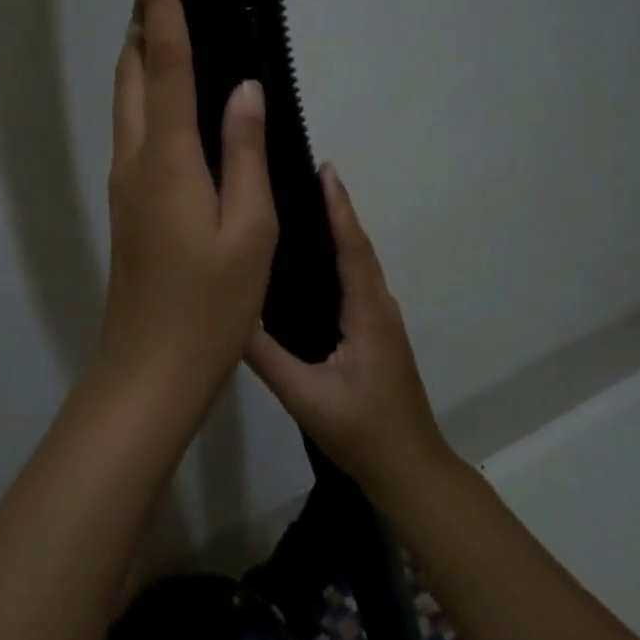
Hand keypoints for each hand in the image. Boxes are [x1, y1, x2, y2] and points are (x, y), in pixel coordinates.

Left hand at [89, 0, 278, 414]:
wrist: (150, 369)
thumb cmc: (211, 306)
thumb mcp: (249, 230)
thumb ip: (245, 153)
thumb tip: (244, 89)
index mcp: (166, 158)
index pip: (161, 61)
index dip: (158, 3)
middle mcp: (134, 159)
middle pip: (131, 72)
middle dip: (143, 21)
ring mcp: (124, 182)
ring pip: (127, 100)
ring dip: (142, 56)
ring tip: (171, 24)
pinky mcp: (128, 203)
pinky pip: (135, 129)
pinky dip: (149, 95)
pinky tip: (177, 98)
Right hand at [246, 165, 451, 499]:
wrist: (409, 470)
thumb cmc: (362, 432)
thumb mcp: (306, 396)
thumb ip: (268, 357)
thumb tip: (230, 314)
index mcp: (367, 315)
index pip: (352, 250)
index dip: (339, 209)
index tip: (326, 170)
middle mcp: (379, 309)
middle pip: (358, 249)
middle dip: (336, 210)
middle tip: (305, 177)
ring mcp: (381, 323)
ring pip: (359, 266)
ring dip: (339, 232)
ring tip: (305, 208)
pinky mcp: (375, 336)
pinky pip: (356, 284)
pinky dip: (340, 259)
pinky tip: (313, 264)